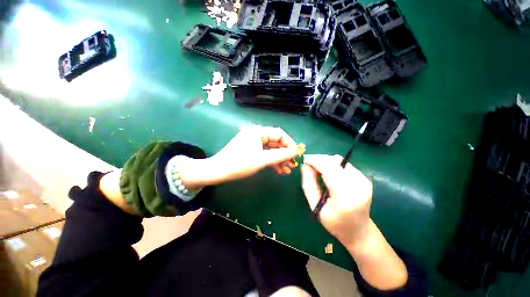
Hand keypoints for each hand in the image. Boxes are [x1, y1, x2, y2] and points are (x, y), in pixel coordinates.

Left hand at [179, 126, 298, 189]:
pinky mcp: (250, 150)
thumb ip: (280, 155)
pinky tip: (278, 170)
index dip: (290, 144)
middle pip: (276, 142)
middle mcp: (256, 134)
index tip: (296, 155)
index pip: (280, 134)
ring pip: (271, 149)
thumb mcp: (262, 159)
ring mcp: (253, 142)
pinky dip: (271, 161)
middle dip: (285, 154)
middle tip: (292, 165)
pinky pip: (265, 154)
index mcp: (258, 132)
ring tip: (287, 171)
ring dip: (279, 159)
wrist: (217, 171)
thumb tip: (294, 152)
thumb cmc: (239, 163)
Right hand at [301, 154, 372, 248]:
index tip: (304, 160)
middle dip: (319, 159)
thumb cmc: (335, 223)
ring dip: (325, 161)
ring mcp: (364, 180)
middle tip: (308, 164)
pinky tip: (327, 173)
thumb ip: (309, 184)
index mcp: (345, 197)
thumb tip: (305, 165)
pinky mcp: (365, 178)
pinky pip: (344, 164)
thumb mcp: (316, 206)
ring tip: (317, 169)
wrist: (359, 231)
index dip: (315, 161)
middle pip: (335, 161)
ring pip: (339, 160)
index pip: (329, 169)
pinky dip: (332, 164)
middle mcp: (358, 185)